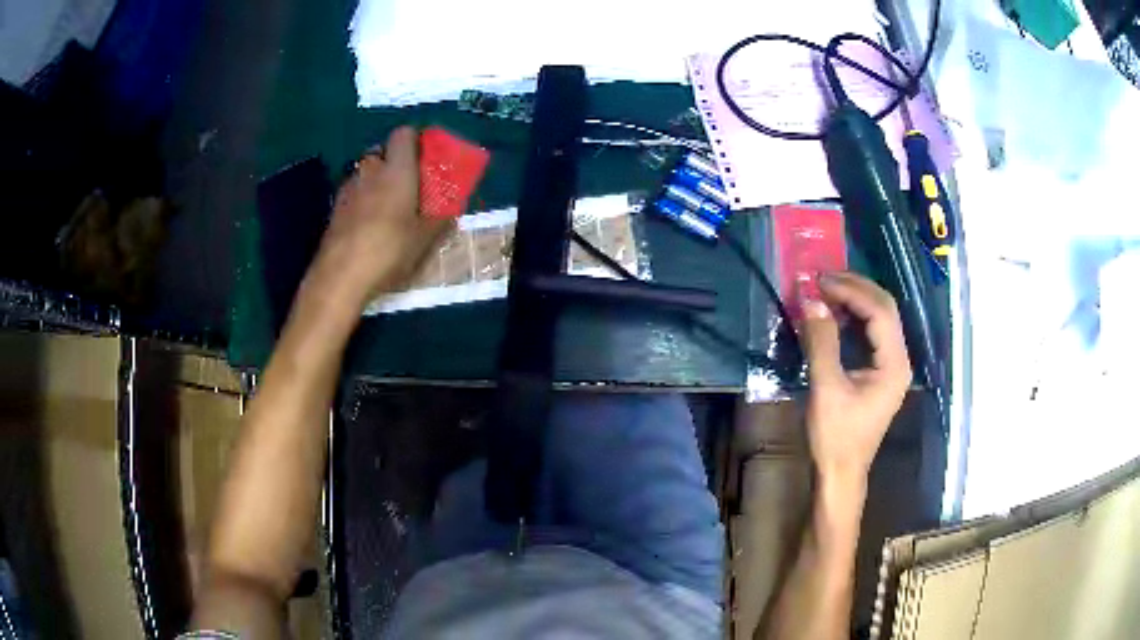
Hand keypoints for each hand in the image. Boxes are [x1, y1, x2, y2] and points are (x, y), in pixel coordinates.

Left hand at [308, 127, 450, 310]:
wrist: (340, 277)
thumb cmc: (388, 251)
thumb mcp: (424, 240)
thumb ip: (441, 219)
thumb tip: (453, 210)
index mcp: (396, 170)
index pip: (404, 134)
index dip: (416, 140)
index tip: (426, 157)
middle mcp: (370, 171)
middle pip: (382, 152)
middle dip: (395, 163)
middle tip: (410, 185)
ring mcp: (348, 189)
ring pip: (366, 174)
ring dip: (377, 182)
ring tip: (389, 208)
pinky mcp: (335, 209)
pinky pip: (354, 193)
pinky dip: (363, 200)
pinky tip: (369, 225)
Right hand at [801, 272, 910, 483]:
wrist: (841, 473)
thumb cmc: (836, 436)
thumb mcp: (826, 388)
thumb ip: (821, 342)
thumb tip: (810, 301)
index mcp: (894, 364)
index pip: (879, 311)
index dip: (851, 290)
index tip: (819, 281)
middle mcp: (900, 359)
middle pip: (885, 308)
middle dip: (855, 288)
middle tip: (822, 278)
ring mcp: (892, 365)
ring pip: (879, 318)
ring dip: (854, 300)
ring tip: (825, 291)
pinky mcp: (880, 372)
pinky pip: (871, 333)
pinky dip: (853, 318)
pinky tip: (834, 315)